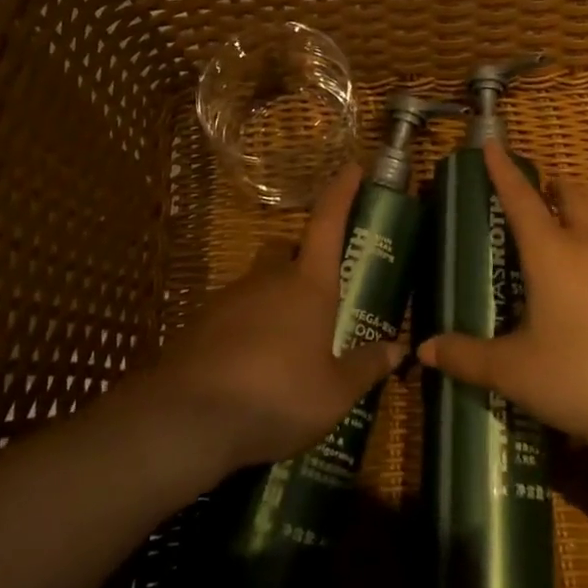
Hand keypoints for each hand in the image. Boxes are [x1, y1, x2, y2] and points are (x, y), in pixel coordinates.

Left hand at [147, 164, 405, 473]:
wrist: (188, 420)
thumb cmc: (277, 396)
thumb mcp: (334, 393)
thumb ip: (366, 367)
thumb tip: (399, 349)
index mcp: (308, 285)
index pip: (329, 222)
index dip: (342, 192)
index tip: (353, 166)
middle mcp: (269, 279)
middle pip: (287, 250)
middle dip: (302, 259)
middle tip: (318, 294)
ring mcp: (229, 298)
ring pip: (258, 283)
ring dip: (273, 300)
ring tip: (285, 347)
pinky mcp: (200, 324)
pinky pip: (232, 314)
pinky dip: (245, 329)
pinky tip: (250, 367)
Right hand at [417, 142, 587, 450]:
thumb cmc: (586, 370)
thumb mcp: (517, 371)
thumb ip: (470, 358)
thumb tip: (426, 349)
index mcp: (551, 252)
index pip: (521, 198)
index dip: (502, 170)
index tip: (491, 143)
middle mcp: (584, 250)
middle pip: (570, 198)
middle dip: (549, 187)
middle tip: (528, 193)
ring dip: (565, 226)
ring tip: (537, 256)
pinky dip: (580, 263)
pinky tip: (566, 301)